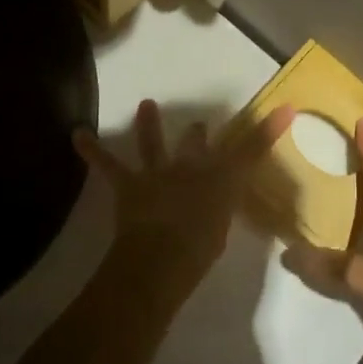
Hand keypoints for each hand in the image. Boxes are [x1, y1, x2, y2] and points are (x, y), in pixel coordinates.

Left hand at [74, 99, 295, 300]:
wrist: (162, 259)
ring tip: (146, 104)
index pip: (251, 150)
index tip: (285, 108)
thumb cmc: (200, 252)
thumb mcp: (222, 231)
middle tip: (199, 125)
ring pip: (154, 144)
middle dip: (198, 134)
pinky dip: (92, 150)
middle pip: (198, 145)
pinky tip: (77, 135)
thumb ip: (222, 215)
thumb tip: (216, 209)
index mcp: (221, 182)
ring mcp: (159, 173)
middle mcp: (192, 169)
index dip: (268, 129)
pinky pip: (108, 165)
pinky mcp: (130, 184)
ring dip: (149, 124)